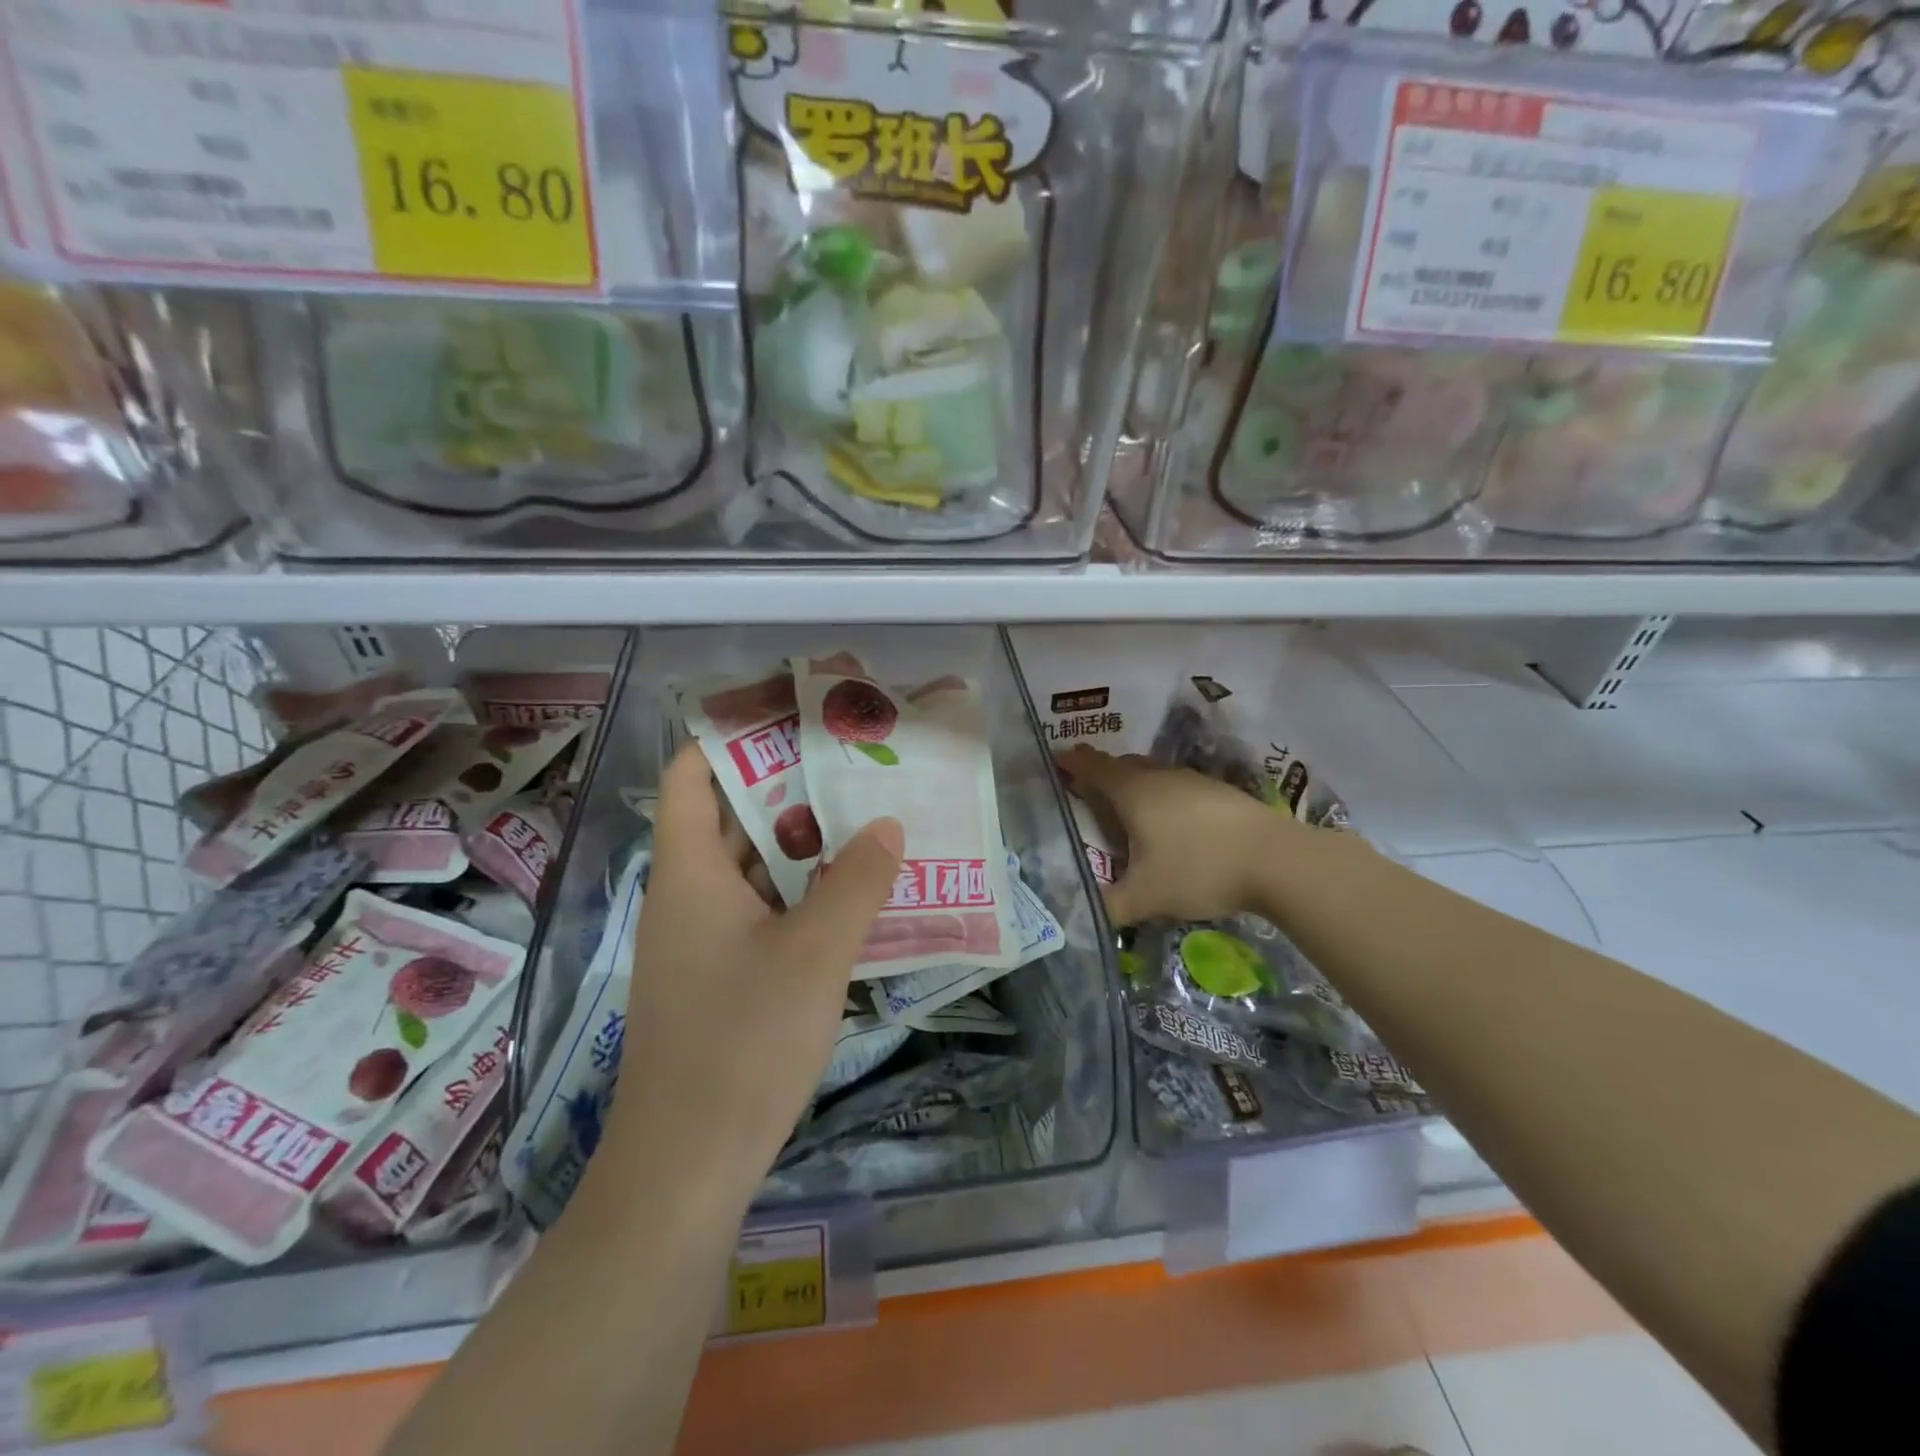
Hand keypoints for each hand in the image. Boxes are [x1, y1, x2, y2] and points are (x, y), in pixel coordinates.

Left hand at [606, 744, 903, 1194]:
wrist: (686, 1167)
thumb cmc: (742, 1043)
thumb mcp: (814, 955)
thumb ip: (856, 883)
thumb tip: (887, 823)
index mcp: (691, 872)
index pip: (692, 775)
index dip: (732, 736)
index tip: (792, 715)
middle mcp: (689, 894)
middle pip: (730, 815)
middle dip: (788, 784)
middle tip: (852, 760)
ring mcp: (703, 938)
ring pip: (751, 866)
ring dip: (802, 842)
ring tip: (864, 814)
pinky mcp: (721, 976)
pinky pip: (762, 909)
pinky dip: (800, 891)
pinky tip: (851, 893)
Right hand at [1058, 743, 1298, 926]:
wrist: (1278, 861)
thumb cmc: (1199, 869)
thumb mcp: (1146, 897)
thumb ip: (1109, 905)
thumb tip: (1078, 915)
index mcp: (1133, 792)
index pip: (1093, 767)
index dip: (1072, 763)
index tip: (1055, 759)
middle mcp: (1160, 777)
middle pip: (1122, 767)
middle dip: (1102, 775)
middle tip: (1086, 791)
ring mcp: (1193, 781)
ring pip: (1152, 775)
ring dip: (1135, 786)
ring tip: (1127, 812)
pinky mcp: (1219, 793)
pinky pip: (1177, 788)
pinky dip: (1163, 798)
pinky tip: (1171, 825)